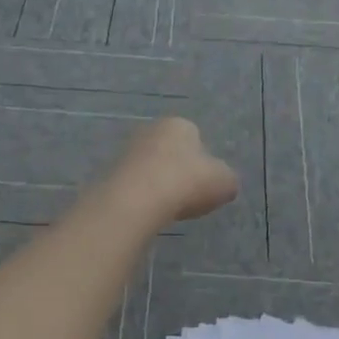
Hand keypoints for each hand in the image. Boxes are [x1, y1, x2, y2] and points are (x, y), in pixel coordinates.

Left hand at [103, 117, 238, 223]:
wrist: (138, 199)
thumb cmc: (187, 181)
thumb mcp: (225, 182)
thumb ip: (226, 179)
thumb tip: (223, 183)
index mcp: (179, 124)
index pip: (195, 137)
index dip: (203, 162)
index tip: (205, 184)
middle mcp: (150, 130)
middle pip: (170, 152)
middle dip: (178, 172)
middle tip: (188, 198)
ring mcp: (127, 152)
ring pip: (151, 169)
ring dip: (160, 186)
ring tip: (169, 210)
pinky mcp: (111, 175)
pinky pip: (135, 187)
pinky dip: (143, 199)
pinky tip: (150, 214)